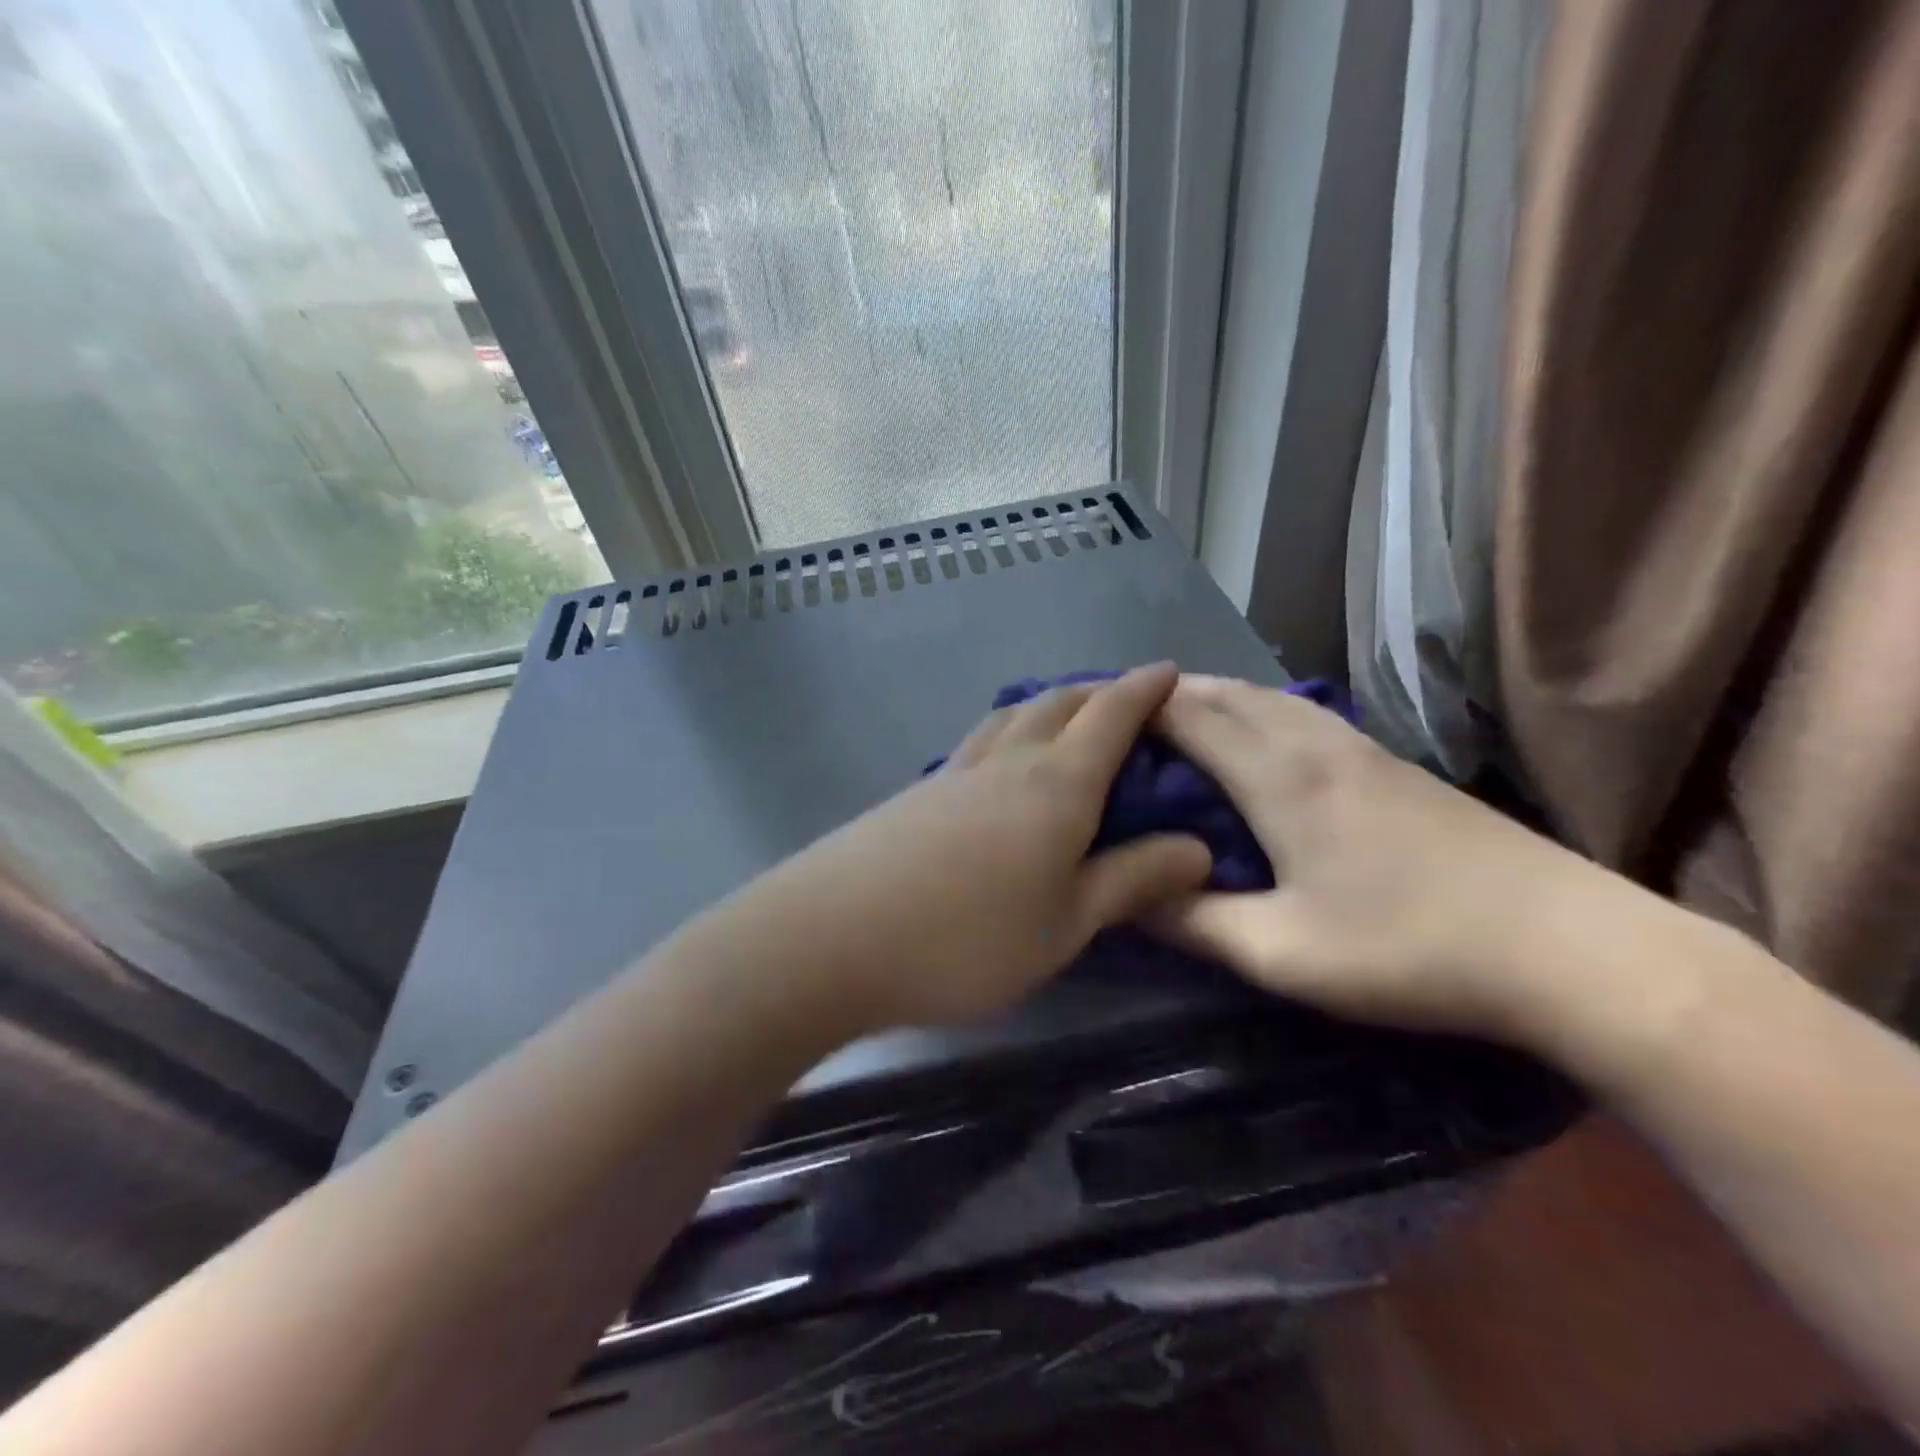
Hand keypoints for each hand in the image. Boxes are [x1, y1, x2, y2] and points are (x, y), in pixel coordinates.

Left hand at [695, 664, 1212, 1031]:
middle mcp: (1006, 762)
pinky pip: (976, 746)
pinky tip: (998, 764)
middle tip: (1122, 697)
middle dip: (1096, 692)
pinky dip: (1004, 735)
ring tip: (1063, 717)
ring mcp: (953, 774)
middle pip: (1057, 704)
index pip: (1110, 717)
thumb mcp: (1067, 923)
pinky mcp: (914, 795)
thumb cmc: (968, 938)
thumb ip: (1132, 880)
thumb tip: (1199, 847)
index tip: (1169, 670)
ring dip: (1045, 706)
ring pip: (1009, 718)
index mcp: (1057, 784)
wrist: (832, 937)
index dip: (1144, 690)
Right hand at [1151, 674, 1659, 1043]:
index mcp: (1279, 777)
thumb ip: (1194, 923)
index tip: (1088, 715)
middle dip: (1165, 695)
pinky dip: (1255, 709)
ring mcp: (1359, 747)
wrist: (1569, 947)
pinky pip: (1300, 712)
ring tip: (1173, 716)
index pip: (1188, 716)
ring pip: (1266, 696)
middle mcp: (1313, 743)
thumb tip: (1125, 897)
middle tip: (1117, 716)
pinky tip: (1256, 735)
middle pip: (1225, 693)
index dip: (1133, 708)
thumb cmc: (1410, 950)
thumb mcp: (1282, 954)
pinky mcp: (1390, 764)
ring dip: (1212, 696)